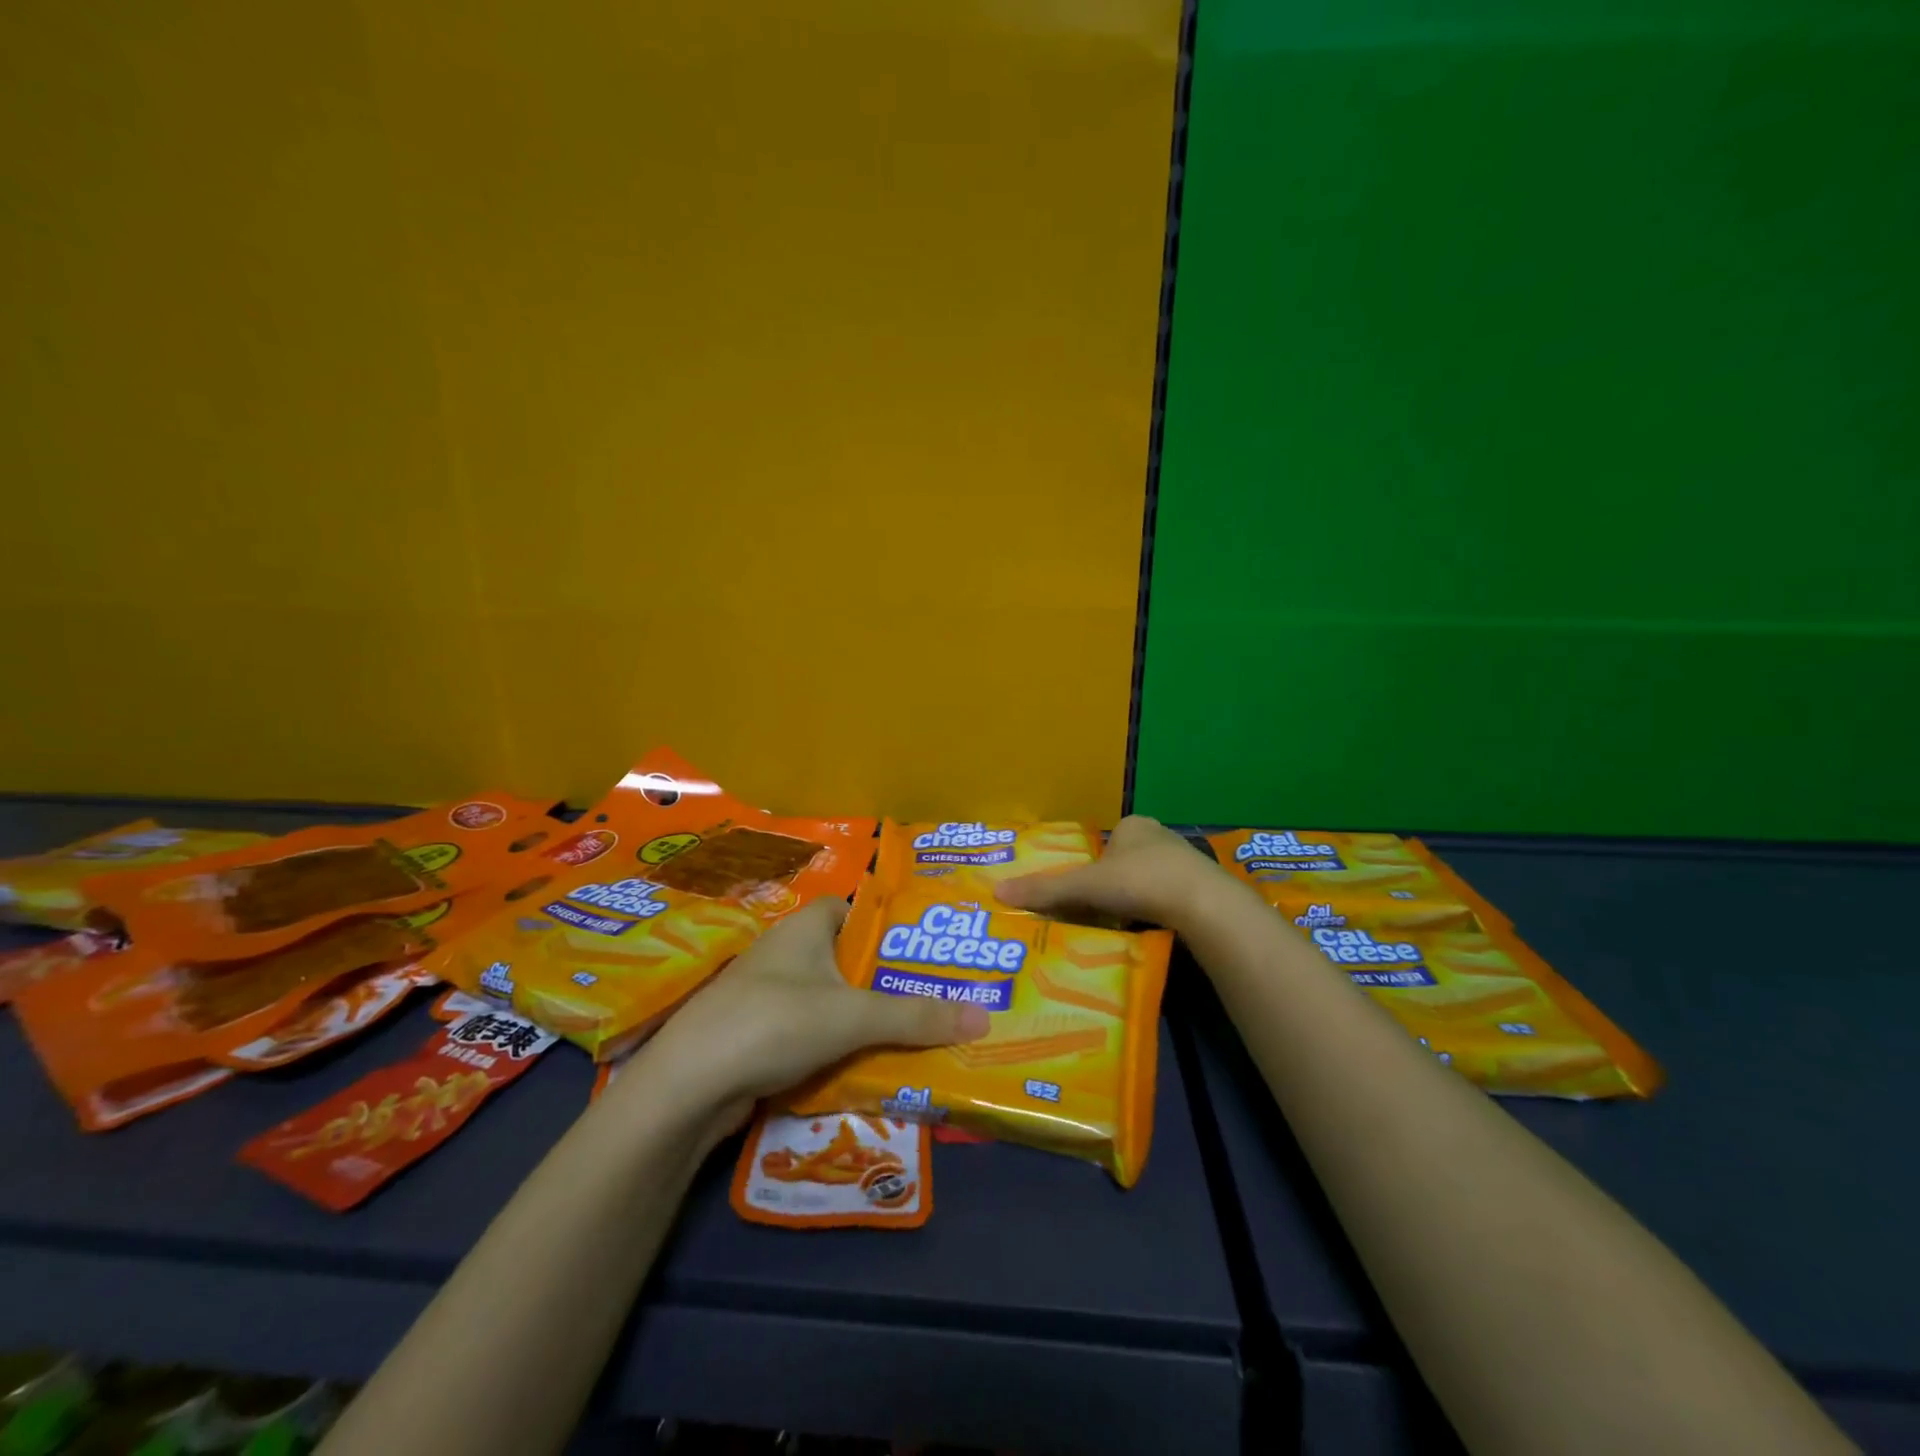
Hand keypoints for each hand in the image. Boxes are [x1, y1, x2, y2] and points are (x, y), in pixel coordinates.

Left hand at [634, 897, 989, 1126]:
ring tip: (915, 1034)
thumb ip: (917, 1016)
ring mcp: (770, 995)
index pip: (855, 908)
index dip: (888, 924)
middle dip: (887, 979)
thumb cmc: (775, 1021)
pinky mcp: (760, 1035)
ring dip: (865, 1018)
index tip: (924, 949)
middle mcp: (787, 952)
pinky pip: (813, 1032)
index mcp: (807, 926)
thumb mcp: (854, 1016)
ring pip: (832, 999)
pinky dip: (838, 1046)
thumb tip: (985, 1017)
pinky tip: (869, 1066)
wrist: (689, 1086)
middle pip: (849, 958)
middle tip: (935, 997)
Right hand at [996, 815, 1228, 929]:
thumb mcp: (1085, 887)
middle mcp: (1159, 836)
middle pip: (1124, 863)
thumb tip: (998, 892)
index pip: (1102, 844)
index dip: (1089, 868)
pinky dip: (1156, 912)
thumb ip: (1046, 890)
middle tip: (1095, 913)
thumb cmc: (1140, 881)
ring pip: (1148, 881)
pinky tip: (1148, 930)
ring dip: (1135, 901)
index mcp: (1132, 825)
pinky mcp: (1202, 888)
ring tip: (1119, 926)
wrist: (1203, 904)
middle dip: (1111, 887)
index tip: (1082, 893)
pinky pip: (1169, 898)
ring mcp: (1185, 862)